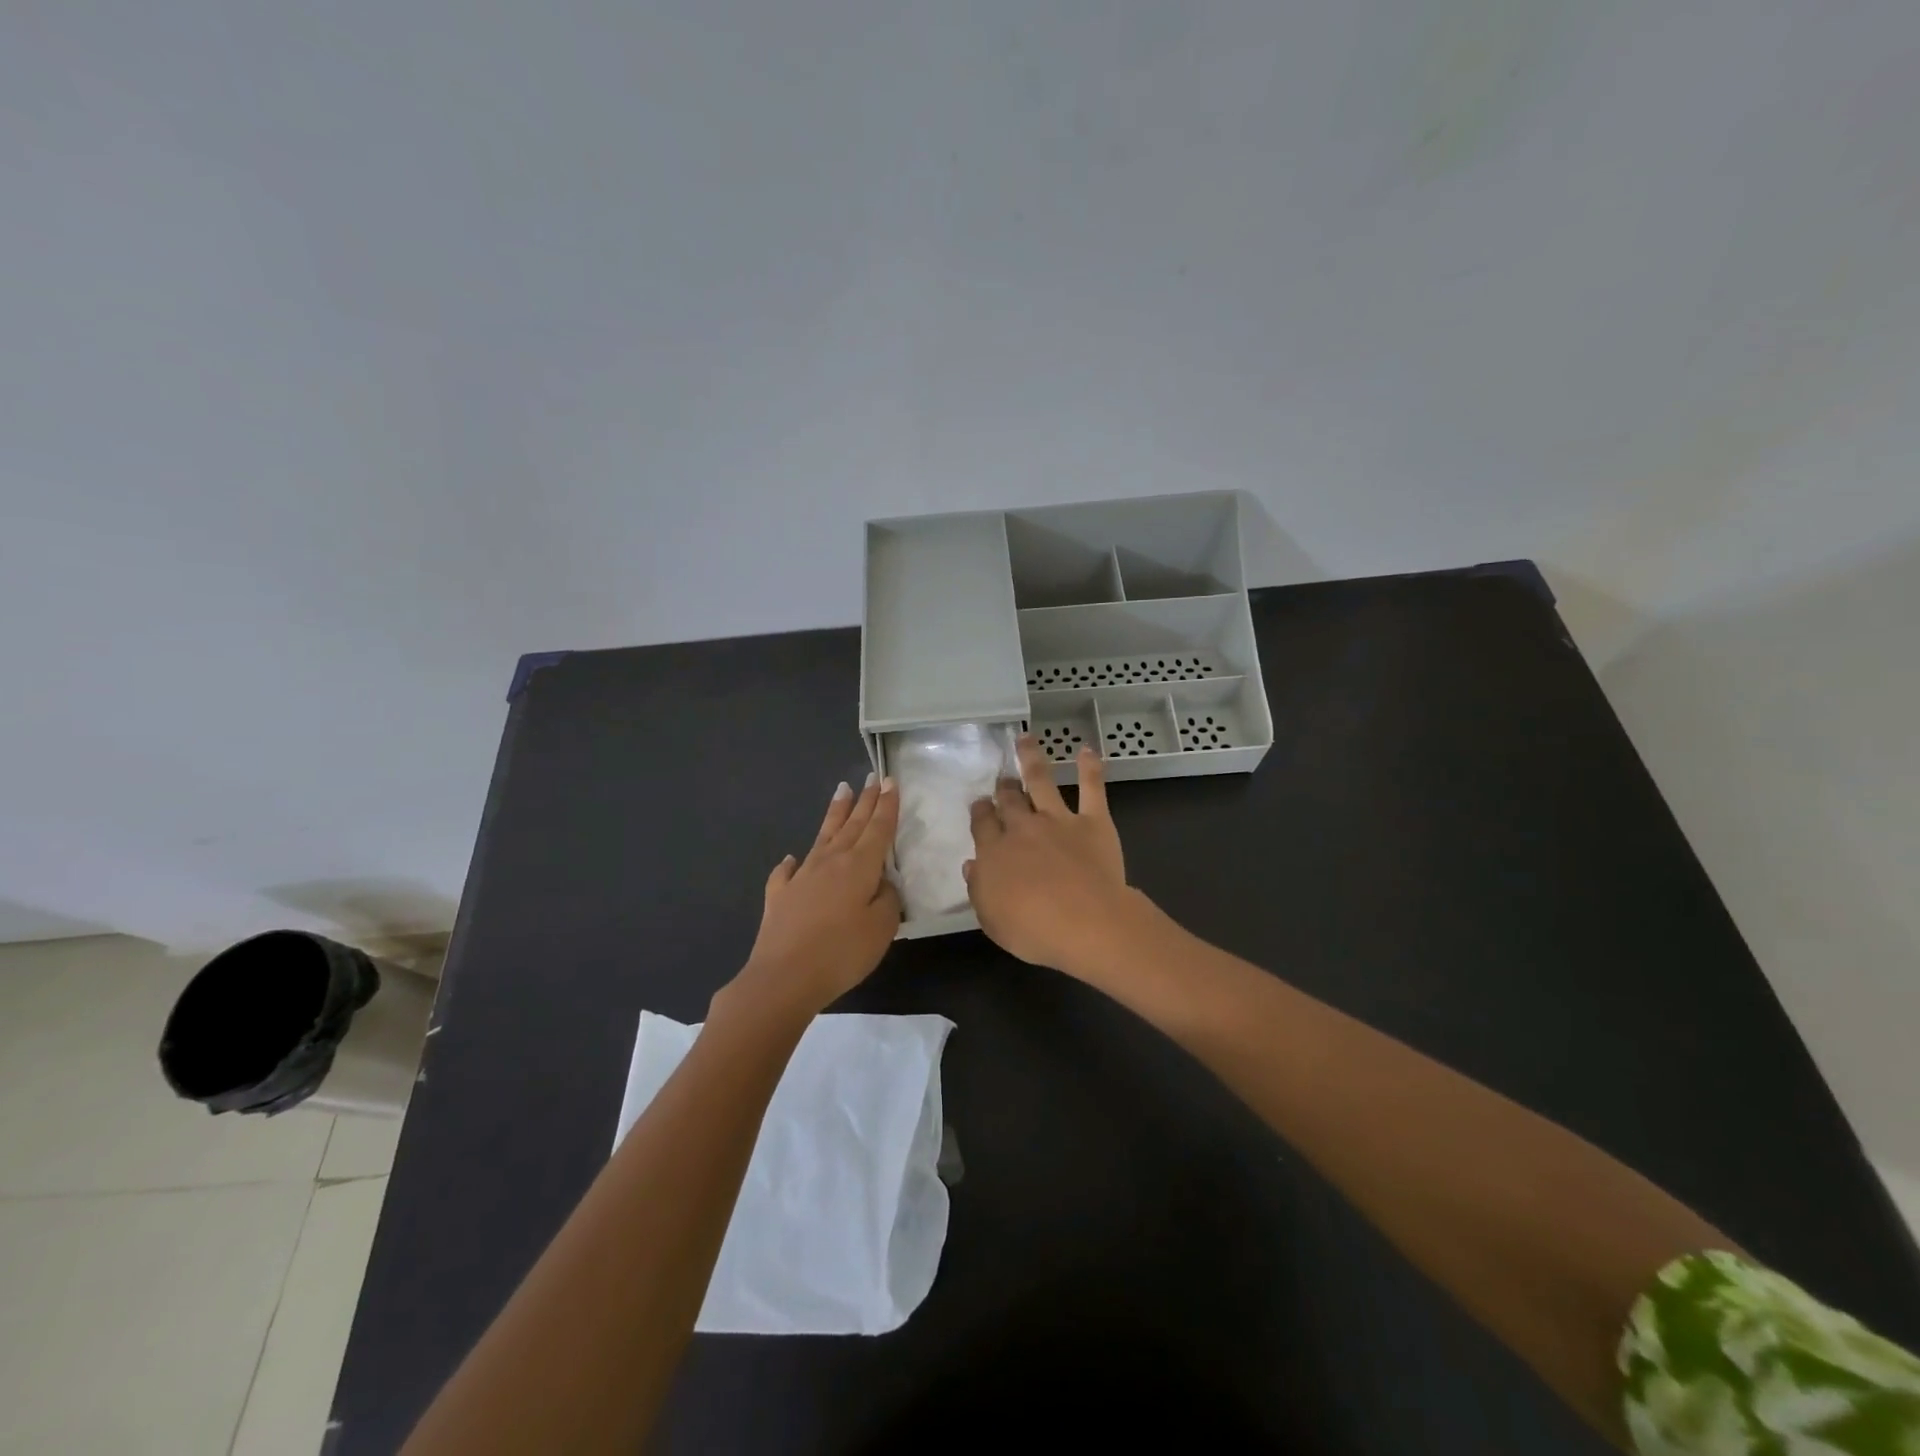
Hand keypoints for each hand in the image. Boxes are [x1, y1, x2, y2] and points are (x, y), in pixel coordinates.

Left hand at [730, 775, 902, 1020]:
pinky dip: (792, 863)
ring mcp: (801, 877)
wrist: (783, 977)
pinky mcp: (780, 896)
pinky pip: (787, 872)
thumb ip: (888, 899)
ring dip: (834, 814)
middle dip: (864, 801)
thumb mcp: (882, 928)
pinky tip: (792, 859)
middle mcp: (830, 862)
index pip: (878, 828)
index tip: (890, 781)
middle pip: (852, 825)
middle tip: (871, 778)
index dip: (886, 805)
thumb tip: (881, 883)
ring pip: (823, 837)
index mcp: (859, 866)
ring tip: (841, 791)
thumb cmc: (842, 952)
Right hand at [964, 735, 1137, 975]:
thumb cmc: (1034, 931)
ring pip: (1040, 780)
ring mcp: (1057, 820)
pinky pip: (1091, 788)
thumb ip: (979, 889)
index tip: (980, 805)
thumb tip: (972, 865)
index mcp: (994, 852)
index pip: (982, 824)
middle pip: (1008, 800)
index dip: (980, 812)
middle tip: (1002, 781)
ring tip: (1026, 739)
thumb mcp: (992, 920)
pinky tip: (1087, 750)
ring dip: (1031, 757)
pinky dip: (1090, 768)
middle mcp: (1022, 828)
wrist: (1086, 923)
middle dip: (1003, 788)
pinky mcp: (1092, 821)